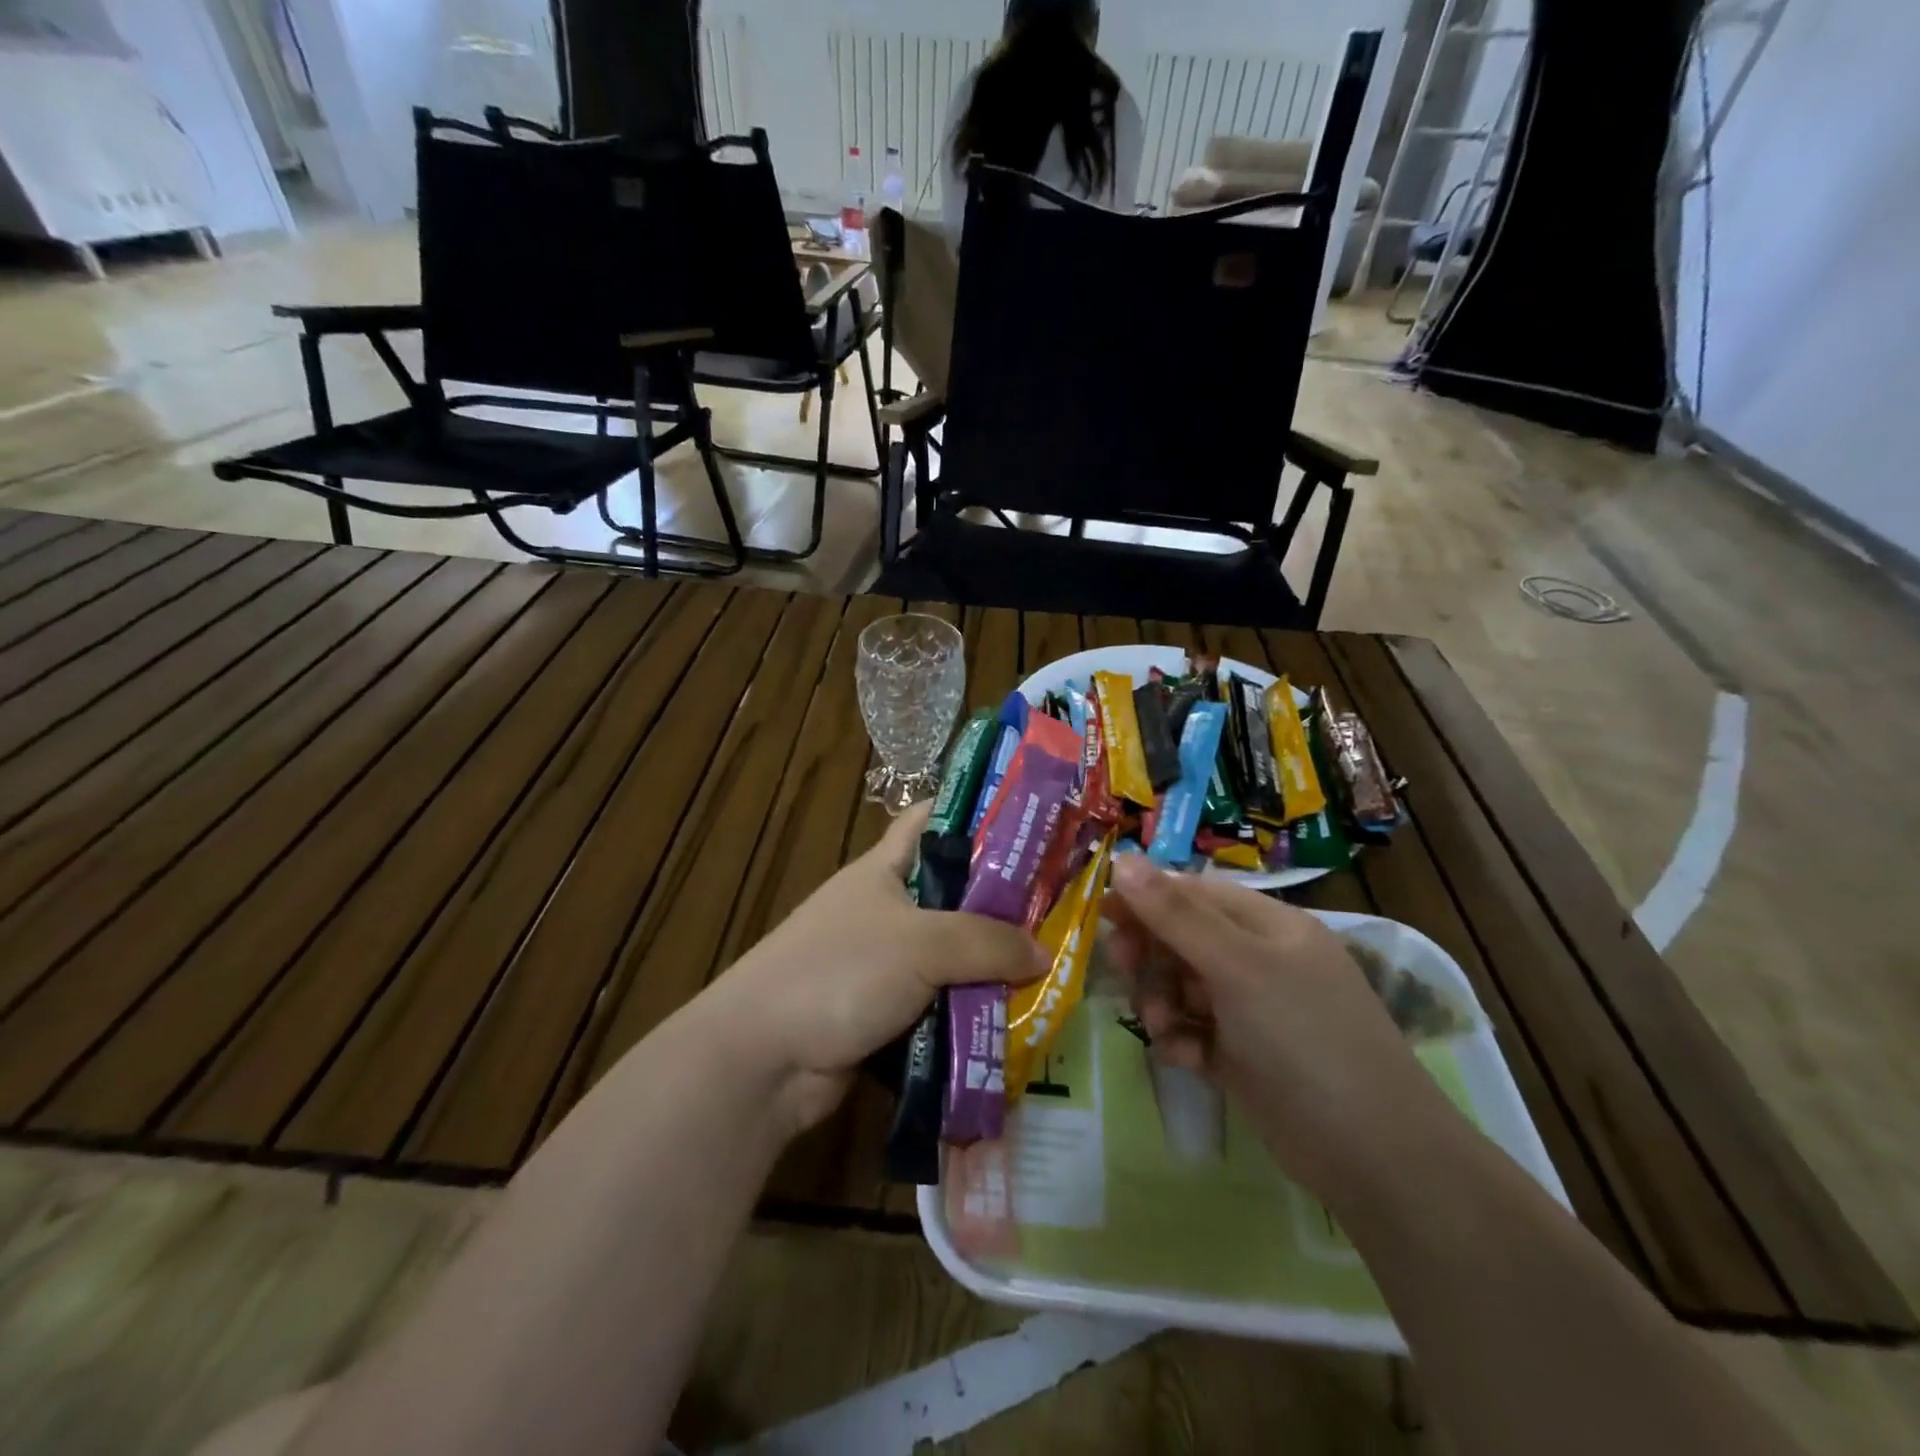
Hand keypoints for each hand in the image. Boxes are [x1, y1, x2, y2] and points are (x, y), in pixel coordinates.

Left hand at [705, 803, 1048, 1136]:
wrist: (763, 1059)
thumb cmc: (839, 972)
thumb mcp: (922, 943)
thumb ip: (988, 943)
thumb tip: (1044, 953)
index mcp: (884, 870)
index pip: (931, 820)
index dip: (976, 812)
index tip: (1029, 820)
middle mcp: (885, 910)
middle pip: (953, 894)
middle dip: (1002, 903)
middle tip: (1060, 910)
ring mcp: (883, 964)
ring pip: (951, 956)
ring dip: (990, 968)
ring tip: (1051, 972)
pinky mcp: (884, 1013)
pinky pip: (940, 1005)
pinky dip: (970, 1012)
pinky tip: (1013, 1020)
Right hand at [1106, 856, 1448, 1197]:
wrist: (1373, 1154)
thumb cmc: (1304, 1037)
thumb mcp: (1237, 966)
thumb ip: (1175, 914)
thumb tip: (1122, 860)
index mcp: (1268, 925)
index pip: (1193, 892)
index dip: (1146, 897)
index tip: (1101, 913)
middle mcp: (1259, 960)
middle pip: (1182, 938)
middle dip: (1149, 953)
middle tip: (1124, 971)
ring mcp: (1251, 1011)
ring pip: (1181, 986)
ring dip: (1160, 1001)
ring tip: (1160, 1026)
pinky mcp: (1243, 1056)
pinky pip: (1193, 1031)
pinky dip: (1180, 1040)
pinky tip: (1183, 1058)